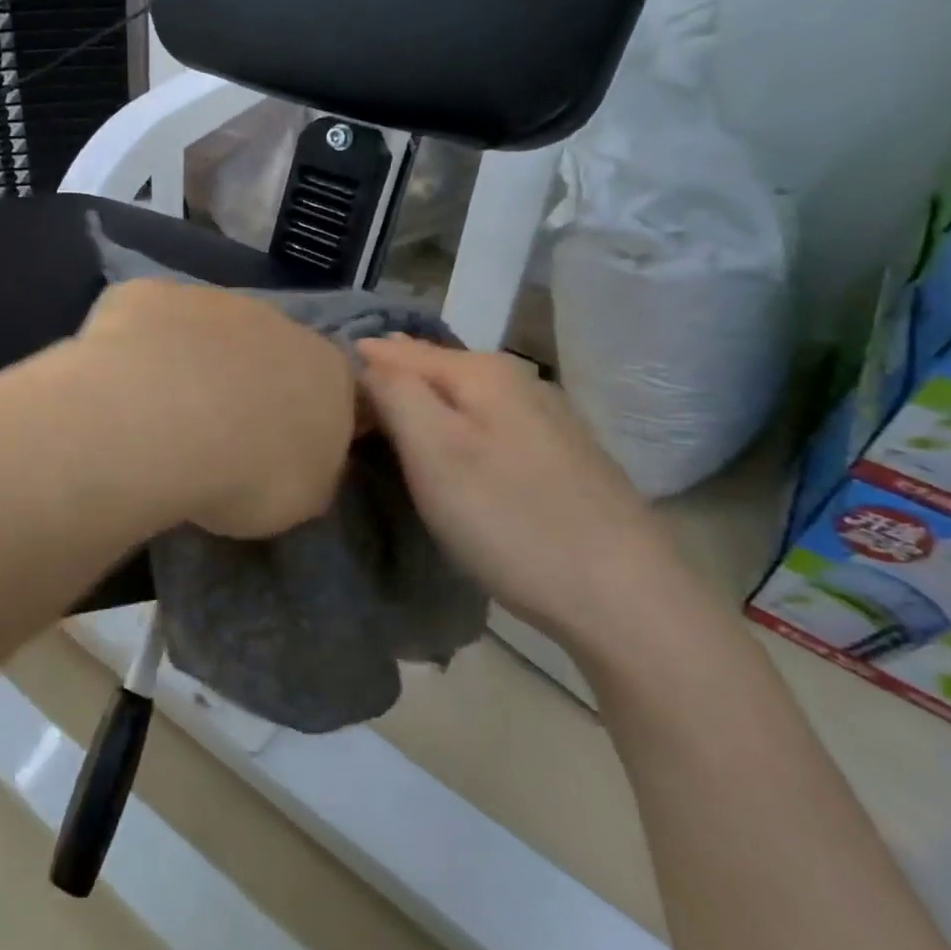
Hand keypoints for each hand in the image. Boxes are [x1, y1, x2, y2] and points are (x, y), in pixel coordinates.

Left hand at [78, 279, 357, 538]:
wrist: (162, 423)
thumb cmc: (245, 474)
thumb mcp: (300, 500)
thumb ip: (308, 471)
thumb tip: (297, 462)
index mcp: (327, 371)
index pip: (330, 390)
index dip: (301, 420)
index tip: (273, 452)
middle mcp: (276, 321)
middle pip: (267, 350)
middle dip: (245, 383)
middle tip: (213, 432)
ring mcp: (210, 299)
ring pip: (205, 330)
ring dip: (191, 360)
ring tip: (158, 411)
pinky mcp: (151, 292)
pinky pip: (149, 319)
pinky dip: (138, 345)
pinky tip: (120, 380)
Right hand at [356, 336, 678, 641]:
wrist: (626, 599)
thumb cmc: (510, 520)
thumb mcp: (434, 452)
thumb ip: (394, 392)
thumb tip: (365, 355)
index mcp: (482, 370)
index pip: (394, 351)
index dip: (355, 373)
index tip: (324, 406)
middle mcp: (517, 379)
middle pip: (430, 370)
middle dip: (387, 387)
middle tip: (348, 423)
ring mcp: (545, 417)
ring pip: (460, 399)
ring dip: (421, 410)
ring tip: (388, 437)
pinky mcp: (560, 455)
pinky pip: (486, 425)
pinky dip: (455, 433)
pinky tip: (450, 460)